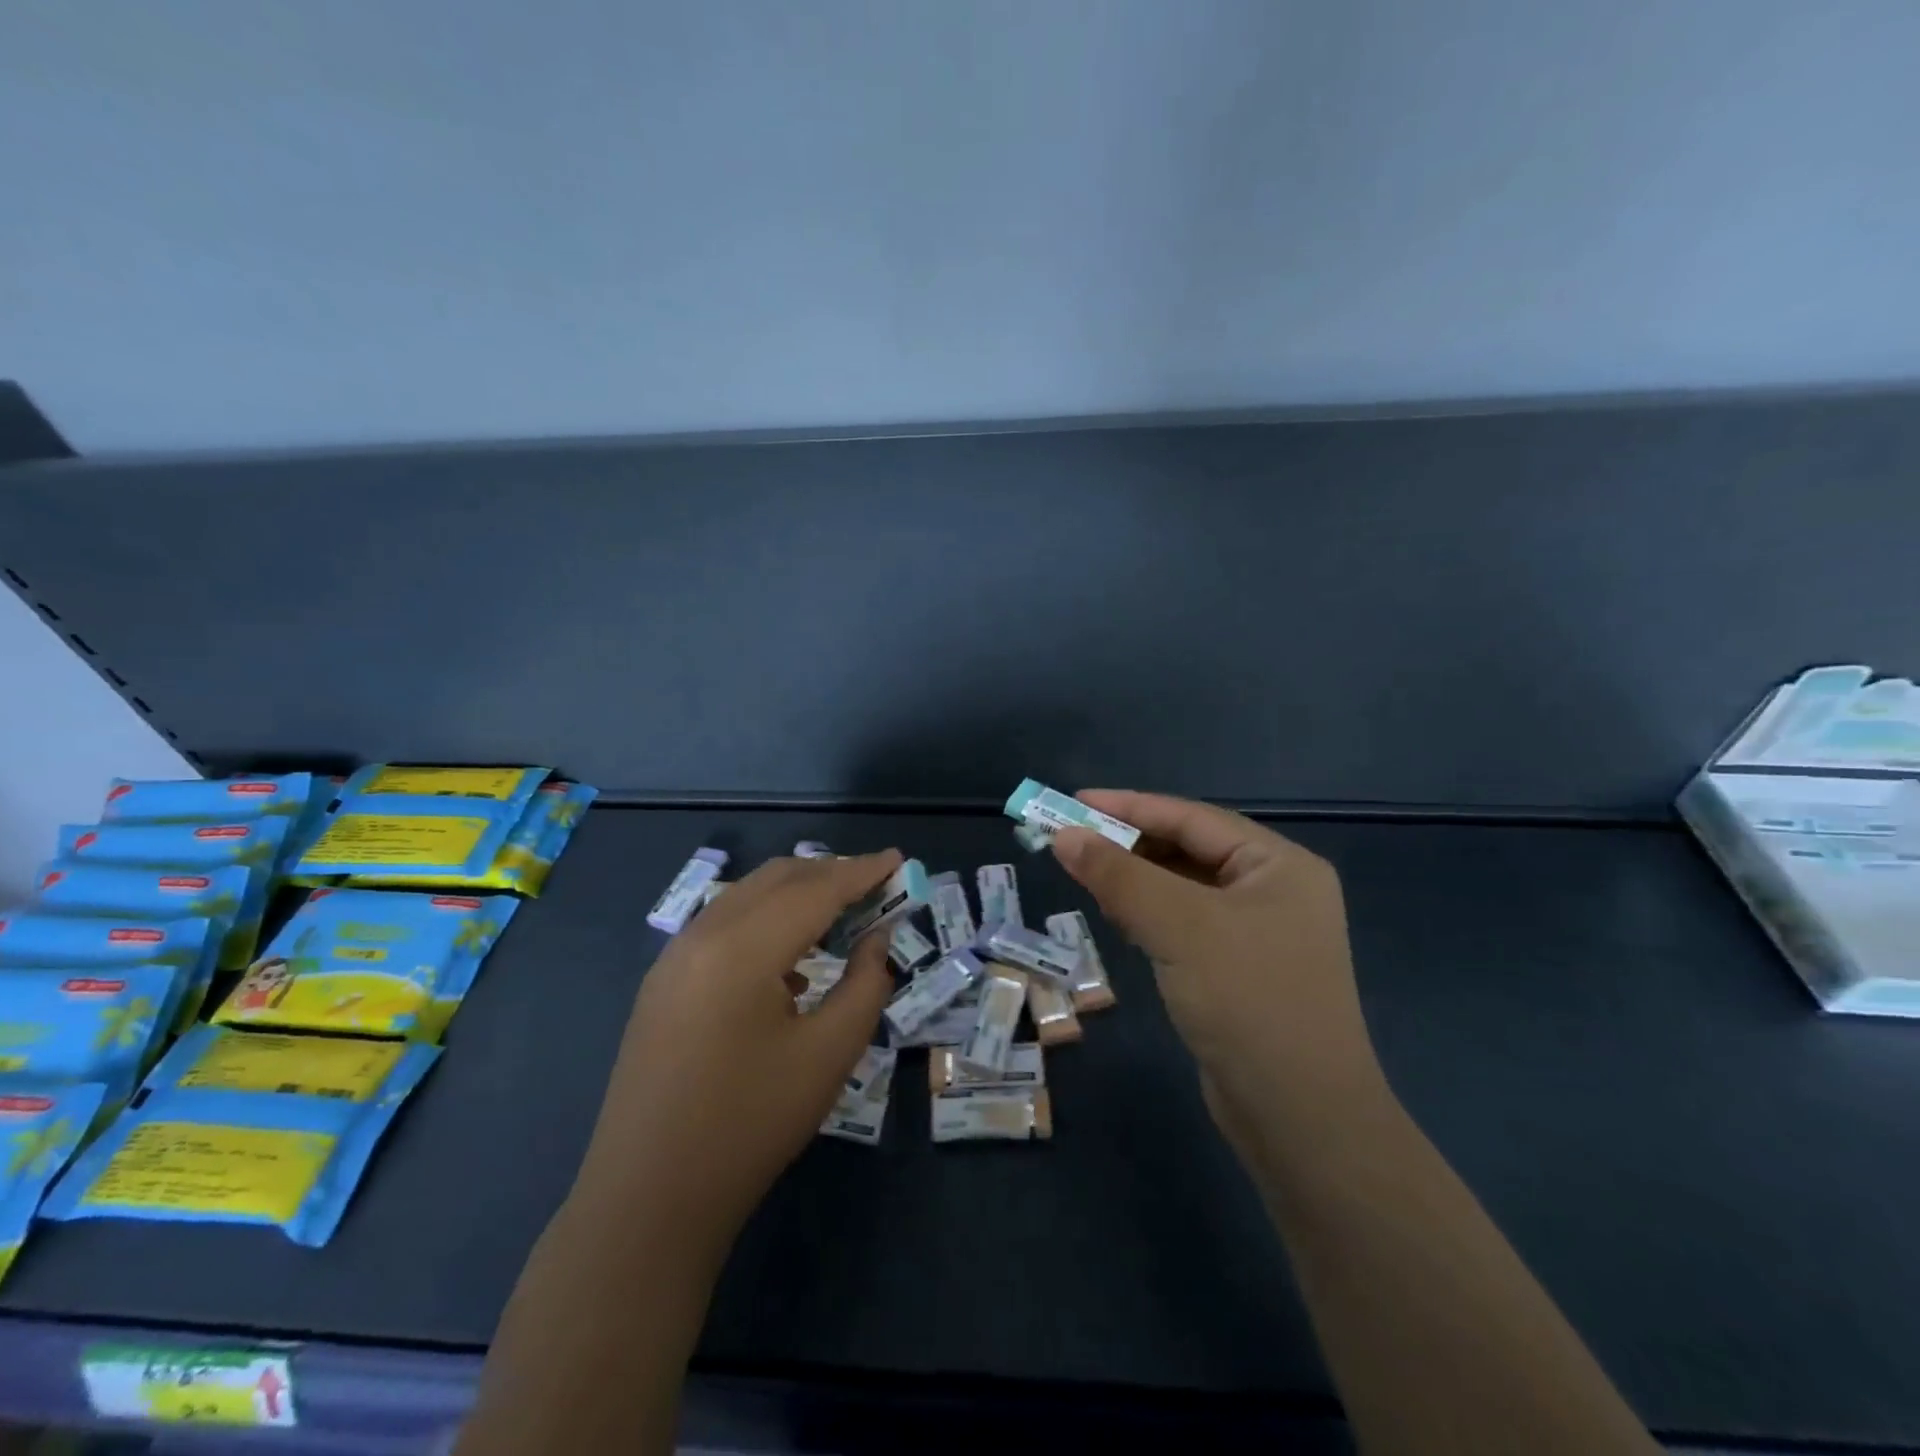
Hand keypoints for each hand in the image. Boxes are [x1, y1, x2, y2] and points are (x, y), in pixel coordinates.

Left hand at [571, 850, 899, 1248]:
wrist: (648, 1199)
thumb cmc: (749, 1125)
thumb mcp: (828, 1055)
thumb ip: (865, 984)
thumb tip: (877, 938)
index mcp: (741, 948)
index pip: (815, 890)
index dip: (862, 872)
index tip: (899, 859)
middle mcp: (702, 935)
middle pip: (777, 879)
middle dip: (830, 873)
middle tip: (876, 884)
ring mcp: (674, 957)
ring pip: (747, 896)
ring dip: (797, 892)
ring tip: (841, 910)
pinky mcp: (663, 982)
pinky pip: (724, 924)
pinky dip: (766, 918)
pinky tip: (790, 957)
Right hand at [1050, 792, 1385, 1150]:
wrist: (1302, 1120)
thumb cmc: (1248, 1002)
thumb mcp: (1179, 926)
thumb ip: (1119, 875)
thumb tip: (1063, 836)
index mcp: (1279, 864)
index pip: (1192, 818)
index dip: (1129, 807)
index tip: (1074, 802)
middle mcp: (1275, 890)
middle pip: (1188, 850)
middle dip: (1130, 845)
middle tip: (1072, 841)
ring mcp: (1260, 933)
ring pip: (1184, 888)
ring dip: (1136, 879)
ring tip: (1086, 875)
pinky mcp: (1241, 969)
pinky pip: (1186, 923)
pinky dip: (1150, 914)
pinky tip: (1118, 917)